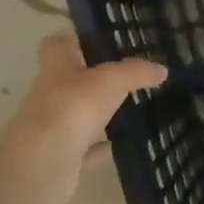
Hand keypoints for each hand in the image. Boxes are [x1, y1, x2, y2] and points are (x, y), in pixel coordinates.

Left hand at [0, 31, 166, 203]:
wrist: (41, 164)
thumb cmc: (72, 108)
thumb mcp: (111, 80)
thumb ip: (136, 72)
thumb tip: (162, 69)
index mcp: (56, 67)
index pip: (58, 44)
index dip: (75, 39)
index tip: (100, 40)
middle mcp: (51, 94)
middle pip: (71, 79)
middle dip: (95, 77)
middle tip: (129, 75)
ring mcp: (53, 126)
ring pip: (79, 114)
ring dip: (100, 112)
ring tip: (132, 107)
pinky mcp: (61, 156)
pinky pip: (85, 148)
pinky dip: (101, 147)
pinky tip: (121, 145)